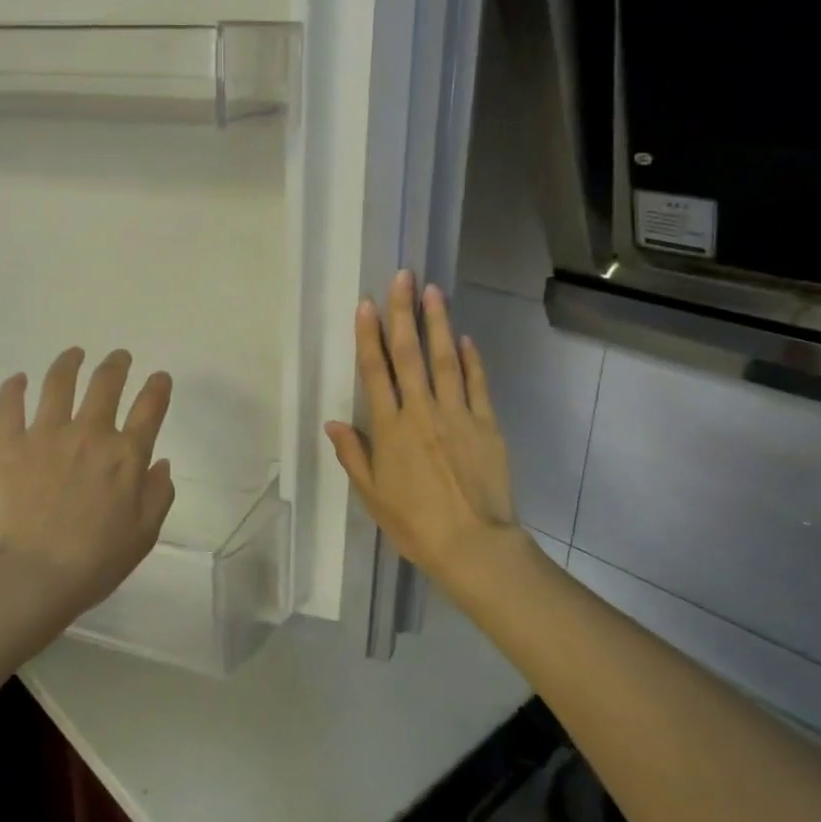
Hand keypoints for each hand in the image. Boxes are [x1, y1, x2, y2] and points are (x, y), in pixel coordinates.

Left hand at [0, 347, 175, 625]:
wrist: (30, 576)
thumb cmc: (94, 561)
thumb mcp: (144, 534)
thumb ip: (159, 494)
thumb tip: (159, 463)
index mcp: (127, 455)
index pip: (150, 407)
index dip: (158, 387)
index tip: (159, 378)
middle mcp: (90, 433)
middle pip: (106, 383)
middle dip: (116, 364)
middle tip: (119, 357)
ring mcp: (46, 434)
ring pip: (59, 383)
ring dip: (69, 362)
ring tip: (74, 354)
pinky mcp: (9, 444)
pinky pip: (10, 405)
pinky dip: (14, 388)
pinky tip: (18, 379)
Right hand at [325, 271, 523, 591]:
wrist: (472, 545)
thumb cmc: (414, 524)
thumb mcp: (372, 495)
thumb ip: (353, 454)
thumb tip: (333, 421)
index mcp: (390, 429)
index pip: (376, 371)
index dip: (368, 335)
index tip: (367, 303)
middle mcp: (422, 412)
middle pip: (409, 354)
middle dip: (403, 313)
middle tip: (404, 277)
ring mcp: (457, 414)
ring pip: (445, 359)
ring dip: (438, 323)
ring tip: (434, 291)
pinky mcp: (486, 424)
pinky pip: (477, 384)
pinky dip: (472, 359)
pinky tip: (465, 337)